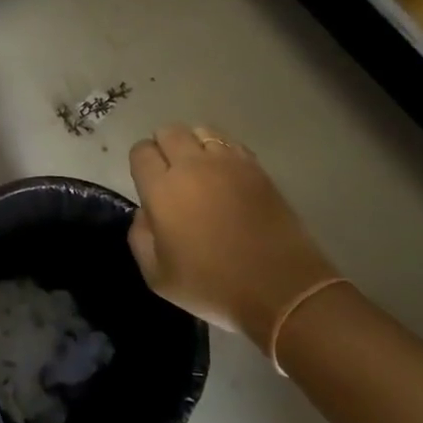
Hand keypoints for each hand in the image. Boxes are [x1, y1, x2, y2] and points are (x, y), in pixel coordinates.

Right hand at [128, 124, 336, 340]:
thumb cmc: (213, 286)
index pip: (141, 151)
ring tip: (199, 170)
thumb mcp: (157, 276)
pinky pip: (230, 143)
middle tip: (171, 175)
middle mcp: (192, 166)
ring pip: (201, 130)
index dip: (141, 164)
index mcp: (162, 190)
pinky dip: (221, 151)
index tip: (148, 184)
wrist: (283, 291)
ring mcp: (228, 164)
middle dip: (164, 147)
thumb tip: (146, 212)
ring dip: (193, 145)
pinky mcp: (257, 169)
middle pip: (169, 131)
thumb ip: (139, 236)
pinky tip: (225, 175)